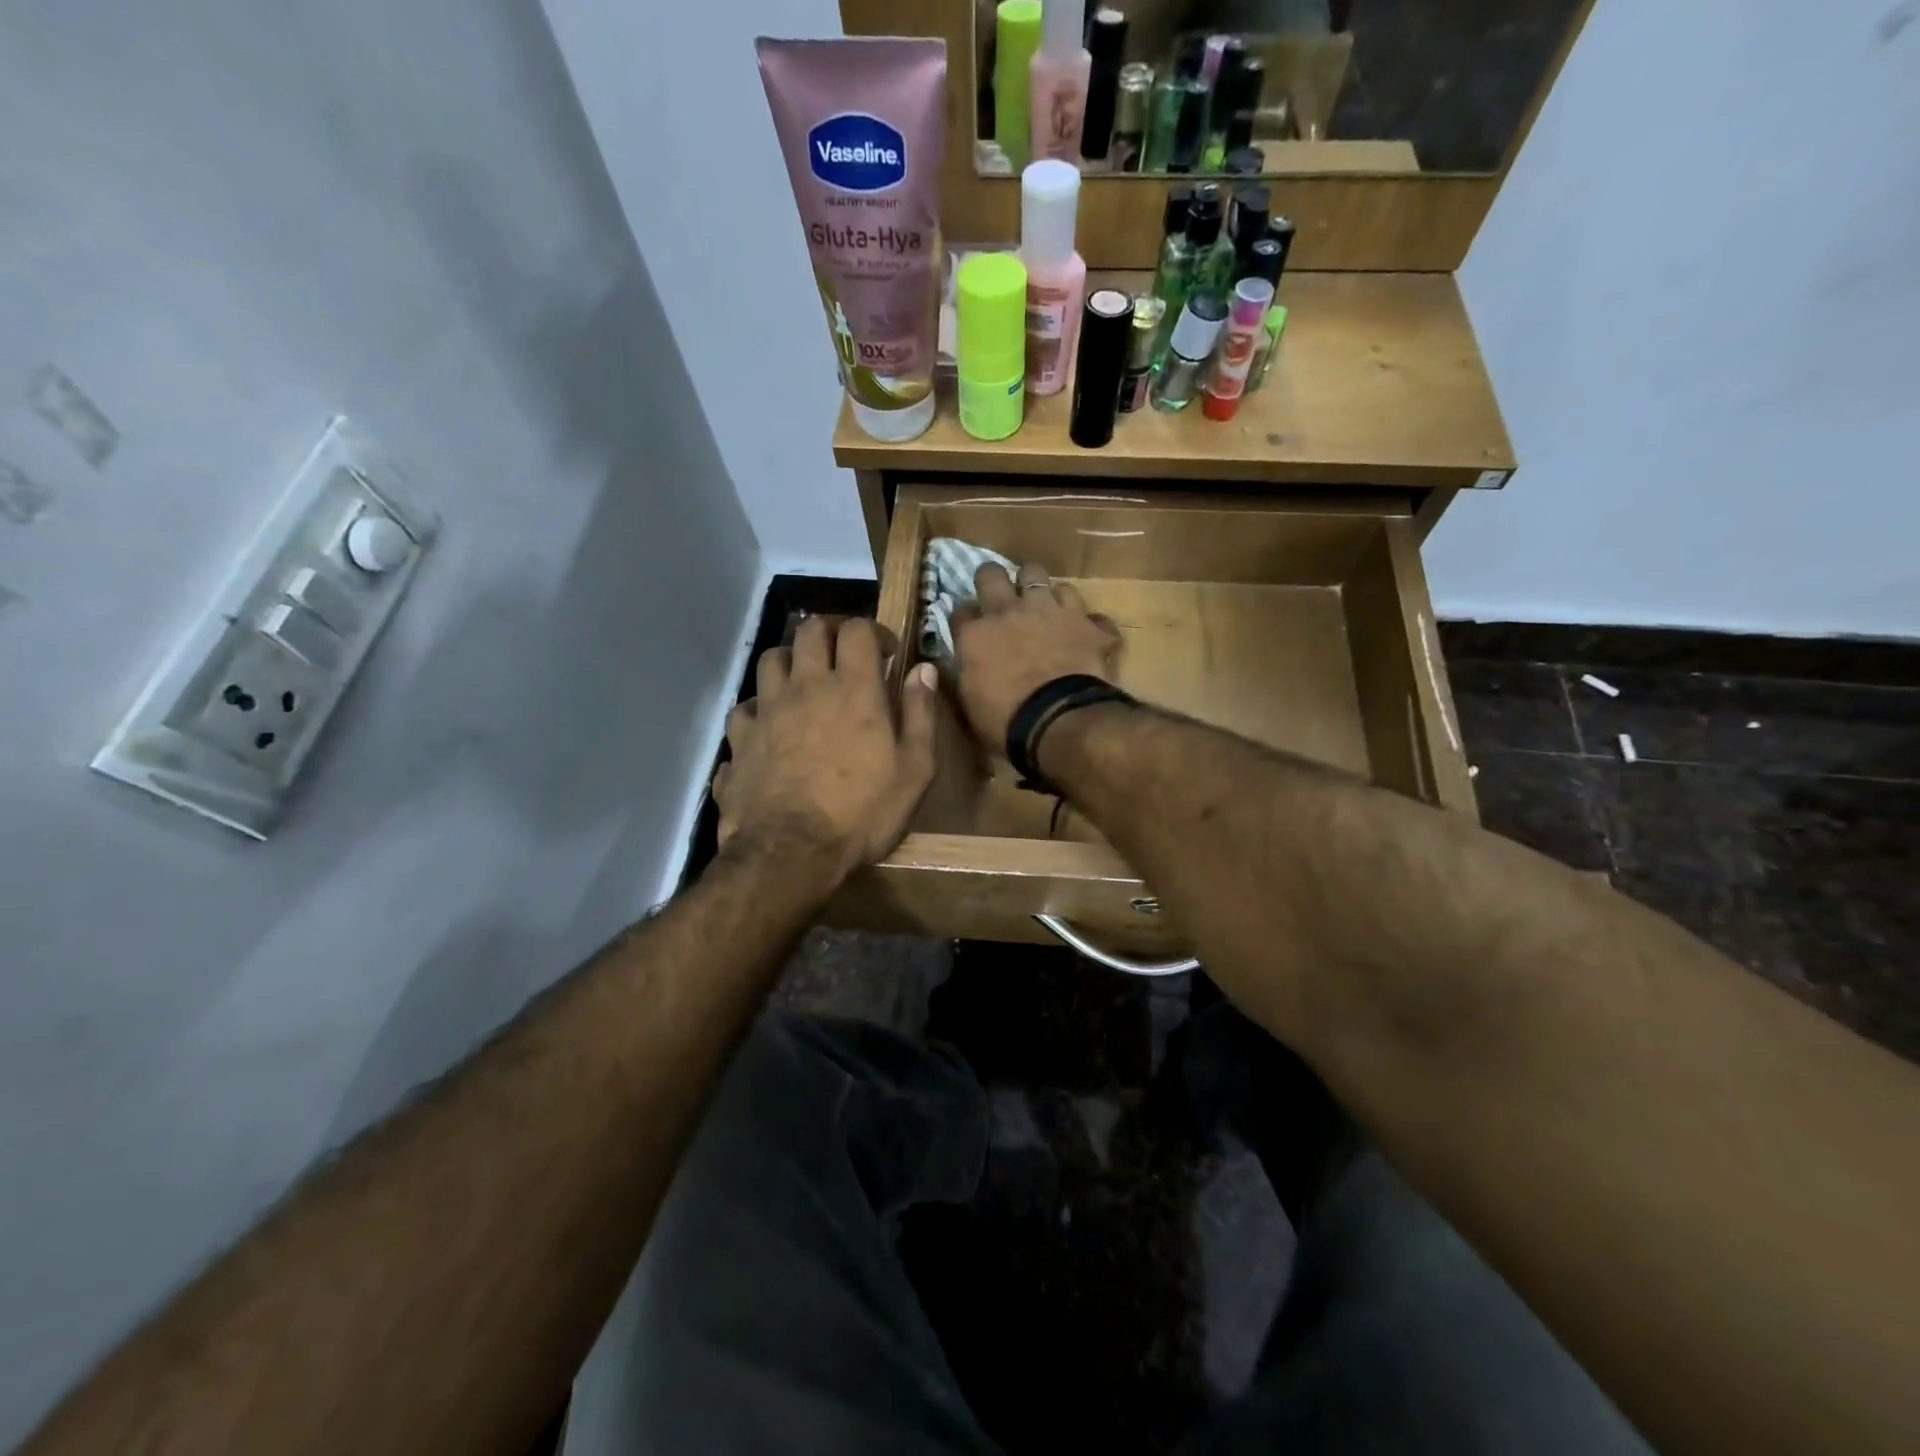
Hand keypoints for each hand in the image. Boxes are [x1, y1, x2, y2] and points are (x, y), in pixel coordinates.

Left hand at [712, 617, 936, 879]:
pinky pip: (744, 707)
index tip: (885, 651)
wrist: (791, 852)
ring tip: (803, 680)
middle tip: (843, 652)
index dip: (872, 630)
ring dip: (790, 659)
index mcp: (853, 689)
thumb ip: (921, 714)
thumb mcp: (914, 770)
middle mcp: (806, 686)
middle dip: (829, 631)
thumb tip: (924, 669)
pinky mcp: (740, 738)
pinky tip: (768, 725)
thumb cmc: (862, 812)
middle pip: (809, 630)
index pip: (857, 630)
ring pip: (771, 658)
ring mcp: (767, 710)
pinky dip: (758, 707)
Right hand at [951, 562, 1122, 748]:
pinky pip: (1090, 613)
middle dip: (993, 580)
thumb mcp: (970, 701)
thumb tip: (964, 662)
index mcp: (976, 633)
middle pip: (992, 573)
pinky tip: (1087, 633)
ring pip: (1041, 577)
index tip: (970, 628)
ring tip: (1044, 607)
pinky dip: (1088, 623)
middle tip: (999, 596)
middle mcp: (1010, 611)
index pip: (961, 610)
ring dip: (1041, 590)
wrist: (1059, 721)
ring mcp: (1052, 611)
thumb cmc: (1005, 720)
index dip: (966, 618)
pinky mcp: (1088, 624)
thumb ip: (966, 672)